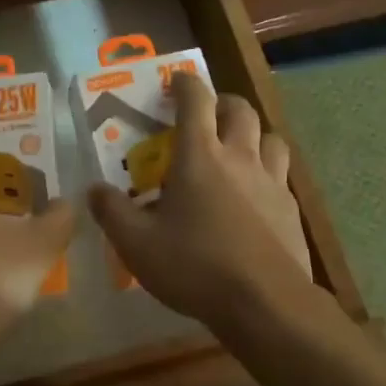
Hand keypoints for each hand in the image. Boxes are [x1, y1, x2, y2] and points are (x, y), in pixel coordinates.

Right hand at [87, 72, 315, 330]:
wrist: (266, 304)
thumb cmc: (196, 266)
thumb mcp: (138, 245)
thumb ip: (112, 212)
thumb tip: (94, 189)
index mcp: (200, 155)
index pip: (196, 99)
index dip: (185, 83)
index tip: (175, 81)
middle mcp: (239, 156)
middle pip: (240, 109)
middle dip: (222, 103)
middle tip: (207, 115)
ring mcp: (271, 181)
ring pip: (270, 137)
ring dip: (253, 134)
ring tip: (239, 150)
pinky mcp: (291, 208)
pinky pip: (282, 175)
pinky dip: (268, 172)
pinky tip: (257, 197)